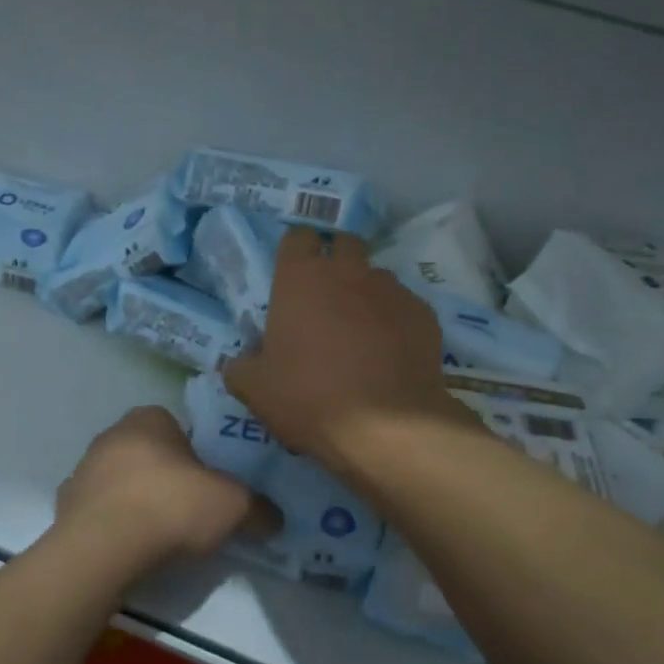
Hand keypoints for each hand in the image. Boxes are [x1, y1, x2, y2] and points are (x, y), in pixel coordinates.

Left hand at [56, 407, 275, 569]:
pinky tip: (131, 551)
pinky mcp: (64, 508)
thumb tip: (274, 518)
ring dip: (137, 502)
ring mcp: (82, 472)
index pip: (175, 426)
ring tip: (160, 538)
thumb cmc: (171, 507)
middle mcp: (110, 435)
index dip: (194, 454)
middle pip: (147, 454)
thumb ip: (258, 508)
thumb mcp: (233, 506)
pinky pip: (98, 513)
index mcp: (147, 418)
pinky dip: (113, 527)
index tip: (207, 484)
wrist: (103, 549)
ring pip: (120, 482)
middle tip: (189, 511)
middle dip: (165, 478)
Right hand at [225, 228, 474, 469]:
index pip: (298, 237)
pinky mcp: (424, 314)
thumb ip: (241, 367)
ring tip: (361, 330)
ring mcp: (391, 290)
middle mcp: (348, 271)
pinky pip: (404, 306)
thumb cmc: (309, 398)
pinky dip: (395, 320)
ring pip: (377, 276)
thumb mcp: (256, 390)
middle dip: (336, 260)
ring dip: (366, 292)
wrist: (386, 426)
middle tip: (326, 296)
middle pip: (344, 243)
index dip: (295, 251)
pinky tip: (391, 352)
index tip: (292, 274)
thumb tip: (239, 362)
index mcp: (301, 278)